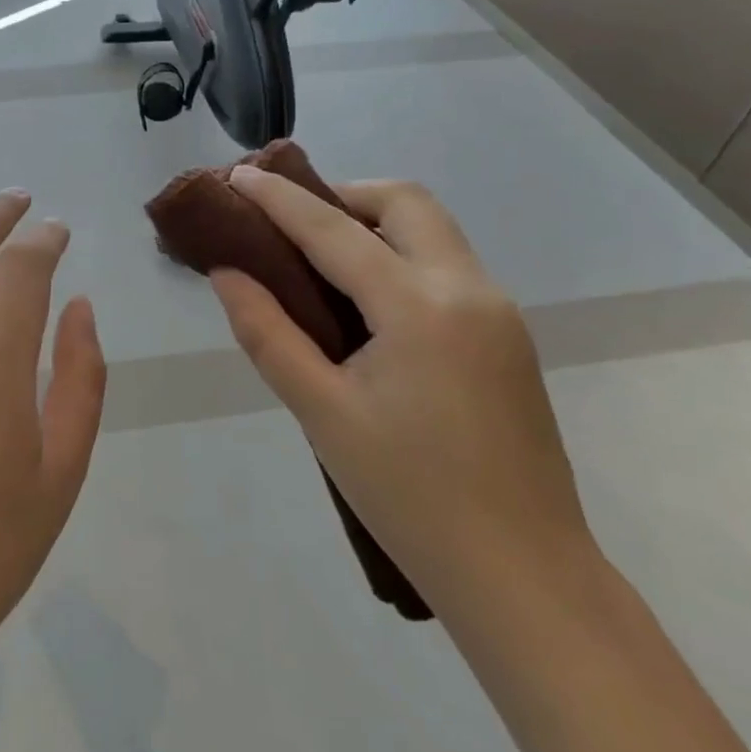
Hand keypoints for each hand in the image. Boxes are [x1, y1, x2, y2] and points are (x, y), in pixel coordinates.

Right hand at [211, 169, 593, 613]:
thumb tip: (227, 273)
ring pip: (432, 229)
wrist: (523, 576)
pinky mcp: (507, 336)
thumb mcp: (321, 413)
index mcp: (419, 307)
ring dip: (373, 222)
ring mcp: (498, 310)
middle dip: (341, 194)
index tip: (239, 175)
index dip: (280, 199)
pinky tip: (366, 300)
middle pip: (404, 202)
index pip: (334, 230)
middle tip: (291, 222)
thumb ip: (267, 333)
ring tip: (319, 256)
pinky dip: (399, 254)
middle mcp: (468, 289)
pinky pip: (446, 265)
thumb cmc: (409, 497)